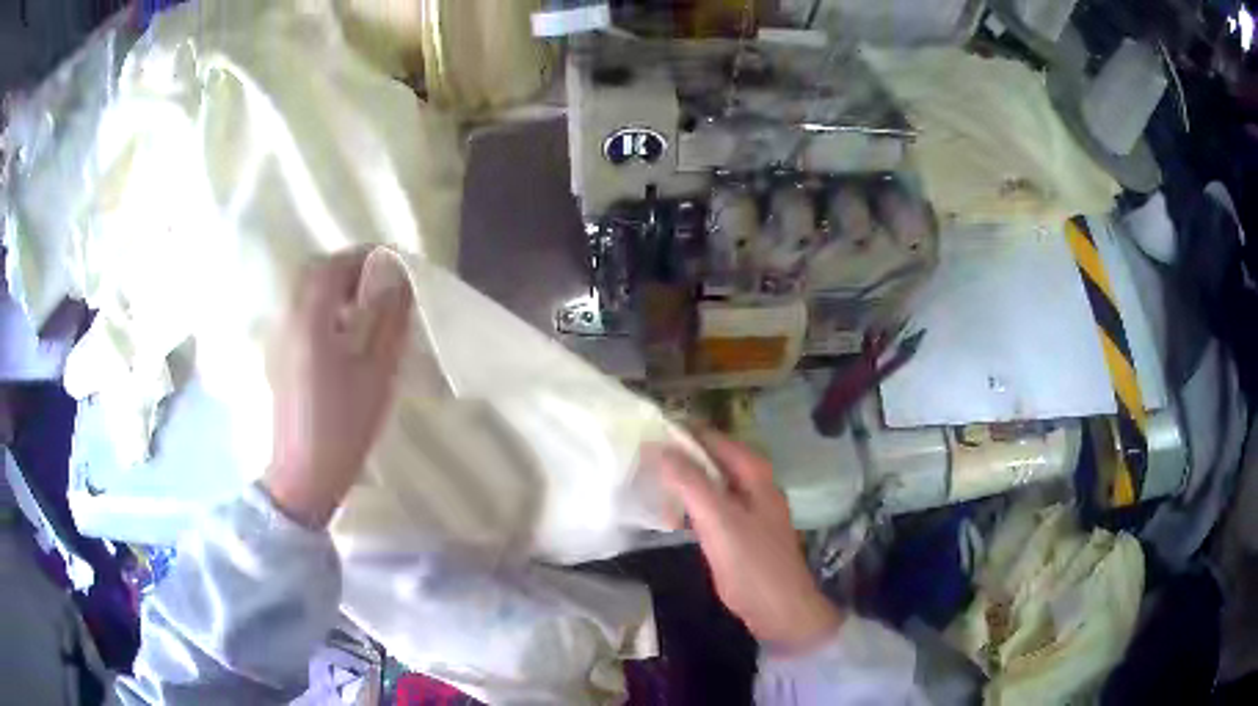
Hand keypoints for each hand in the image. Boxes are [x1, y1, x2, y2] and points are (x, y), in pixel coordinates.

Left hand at [264, 248, 412, 527]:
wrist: (304, 474)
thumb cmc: (343, 426)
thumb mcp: (376, 373)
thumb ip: (388, 319)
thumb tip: (399, 278)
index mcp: (310, 320)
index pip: (333, 266)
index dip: (364, 257)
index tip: (393, 263)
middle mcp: (287, 319)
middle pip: (313, 273)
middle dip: (348, 269)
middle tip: (380, 285)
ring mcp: (278, 337)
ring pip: (304, 292)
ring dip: (335, 288)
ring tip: (365, 310)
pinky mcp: (277, 355)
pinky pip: (299, 313)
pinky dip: (322, 308)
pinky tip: (342, 336)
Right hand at [650, 431, 843, 651]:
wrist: (780, 610)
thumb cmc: (752, 564)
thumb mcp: (719, 520)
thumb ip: (691, 482)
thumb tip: (659, 446)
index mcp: (754, 473)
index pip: (713, 438)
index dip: (681, 432)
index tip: (645, 429)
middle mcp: (754, 484)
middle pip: (712, 459)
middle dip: (679, 456)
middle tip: (639, 455)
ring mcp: (749, 509)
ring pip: (710, 484)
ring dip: (683, 481)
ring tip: (646, 480)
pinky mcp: (741, 532)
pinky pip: (711, 508)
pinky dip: (690, 506)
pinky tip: (668, 513)